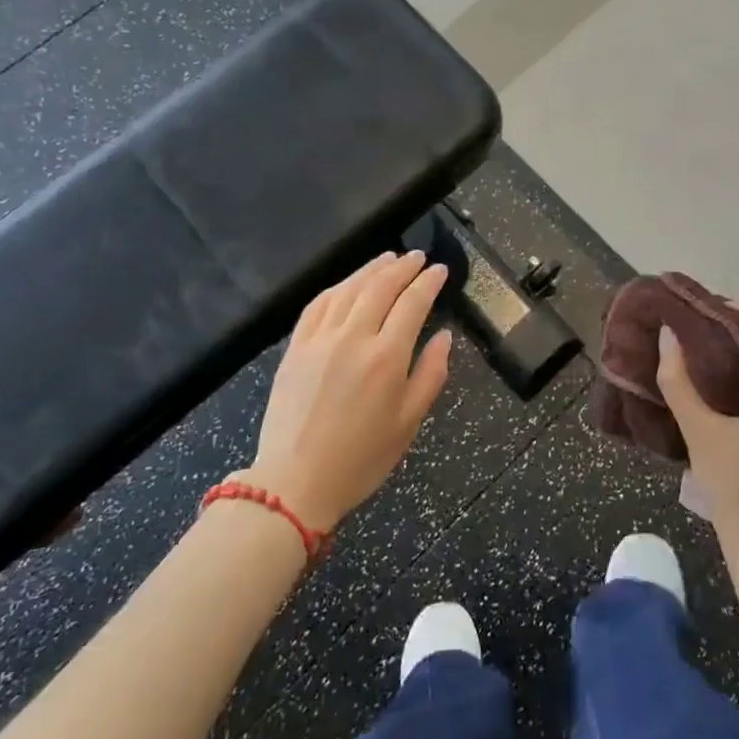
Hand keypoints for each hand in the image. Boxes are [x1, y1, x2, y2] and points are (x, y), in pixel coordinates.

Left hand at [244, 251, 452, 530]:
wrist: (295, 481)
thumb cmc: (361, 458)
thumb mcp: (409, 423)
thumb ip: (430, 374)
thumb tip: (443, 336)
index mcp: (386, 357)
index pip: (413, 303)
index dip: (428, 282)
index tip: (439, 270)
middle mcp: (353, 337)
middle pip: (381, 286)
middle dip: (403, 267)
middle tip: (417, 257)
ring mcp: (320, 339)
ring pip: (349, 288)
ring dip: (371, 269)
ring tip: (388, 258)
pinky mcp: (296, 347)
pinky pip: (318, 304)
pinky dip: (337, 287)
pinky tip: (347, 283)